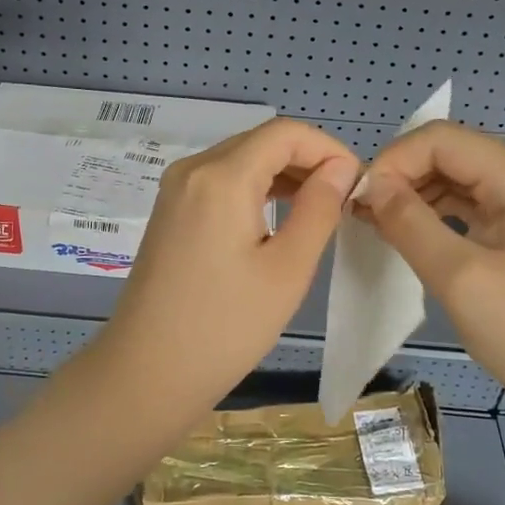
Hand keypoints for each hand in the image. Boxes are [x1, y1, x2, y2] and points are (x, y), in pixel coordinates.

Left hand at [99, 118, 360, 413]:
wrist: (147, 373)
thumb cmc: (225, 327)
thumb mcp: (287, 269)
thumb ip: (319, 208)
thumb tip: (341, 168)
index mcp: (221, 176)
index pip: (285, 132)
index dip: (328, 148)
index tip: (357, 183)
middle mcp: (193, 168)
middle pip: (261, 141)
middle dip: (308, 160)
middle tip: (344, 200)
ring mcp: (176, 188)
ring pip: (241, 158)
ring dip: (283, 173)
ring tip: (320, 208)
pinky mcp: (171, 209)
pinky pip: (221, 179)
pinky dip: (255, 187)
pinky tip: (279, 216)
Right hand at [353, 121, 504, 441]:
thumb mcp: (459, 278)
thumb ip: (408, 222)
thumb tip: (371, 185)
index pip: (440, 139)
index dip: (393, 161)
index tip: (360, 200)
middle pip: (450, 153)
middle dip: (402, 176)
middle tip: (363, 214)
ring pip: (459, 177)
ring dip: (416, 194)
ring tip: (378, 224)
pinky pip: (474, 202)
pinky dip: (438, 212)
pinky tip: (410, 233)